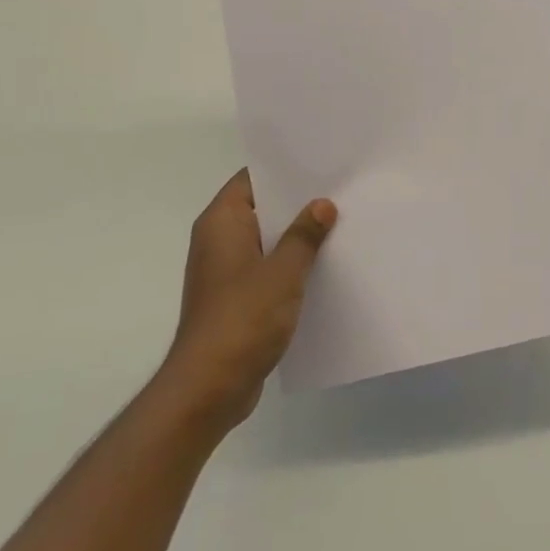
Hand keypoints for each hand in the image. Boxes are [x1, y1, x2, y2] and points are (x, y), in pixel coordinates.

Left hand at [158, 170, 336, 435]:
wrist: (209, 387)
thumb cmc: (243, 319)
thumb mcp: (283, 271)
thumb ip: (305, 235)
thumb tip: (323, 204)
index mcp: (222, 223)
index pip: (252, 179)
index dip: (284, 169)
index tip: (320, 163)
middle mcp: (218, 240)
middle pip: (262, 209)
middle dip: (298, 203)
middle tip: (340, 191)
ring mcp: (226, 271)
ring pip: (267, 241)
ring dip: (297, 237)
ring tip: (340, 225)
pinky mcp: (235, 299)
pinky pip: (267, 269)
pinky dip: (290, 265)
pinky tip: (324, 267)